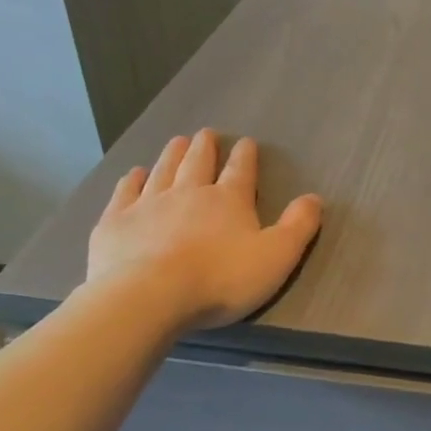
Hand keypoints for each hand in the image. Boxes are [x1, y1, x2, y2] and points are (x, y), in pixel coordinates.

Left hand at [88, 128, 321, 328]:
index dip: (245, 157)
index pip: (240, 171)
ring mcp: (148, 204)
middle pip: (198, 163)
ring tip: (176, 142)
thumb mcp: (276, 256)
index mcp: (229, 201)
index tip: (246, 143)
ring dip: (171, 155)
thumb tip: (314, 198)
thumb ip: (298, 226)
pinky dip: (132, 180)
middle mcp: (188, 193)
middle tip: (205, 134)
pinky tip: (134, 174)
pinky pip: (126, 193)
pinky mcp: (116, 222)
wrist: (149, 296)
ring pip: (163, 171)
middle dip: (204, 148)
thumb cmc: (221, 279)